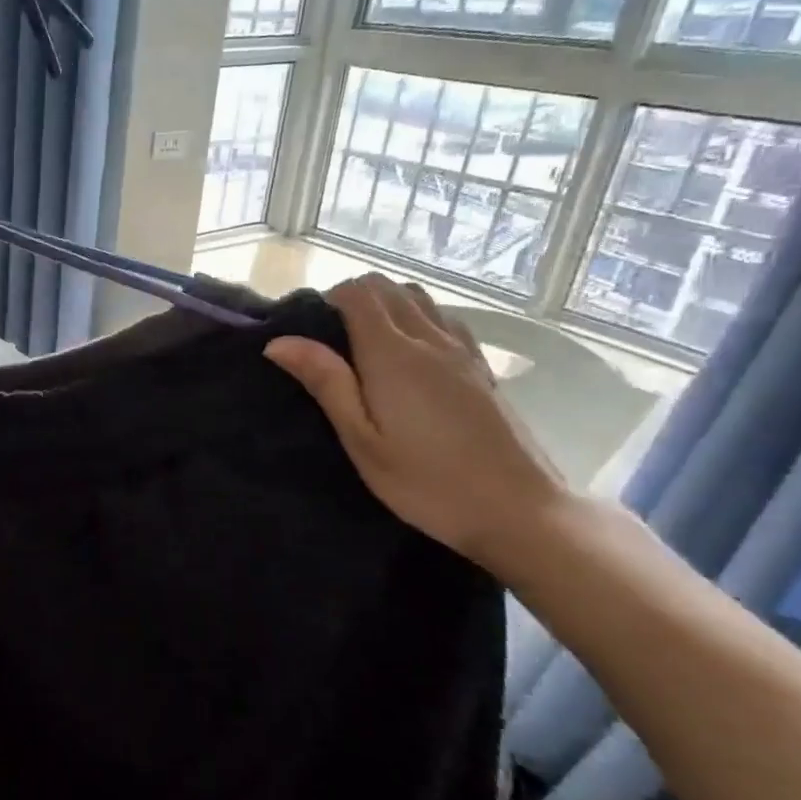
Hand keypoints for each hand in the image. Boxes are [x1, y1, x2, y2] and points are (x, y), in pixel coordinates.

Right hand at [264, 273, 567, 570]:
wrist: (520, 511)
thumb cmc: (427, 482)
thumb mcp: (362, 440)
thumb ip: (326, 383)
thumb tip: (280, 341)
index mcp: (392, 354)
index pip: (357, 294)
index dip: (327, 300)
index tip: (308, 330)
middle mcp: (429, 339)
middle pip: (388, 288)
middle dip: (353, 297)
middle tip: (329, 339)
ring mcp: (462, 351)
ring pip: (419, 299)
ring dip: (386, 304)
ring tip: (364, 343)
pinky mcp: (482, 368)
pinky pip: (444, 319)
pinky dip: (418, 318)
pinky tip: (410, 354)